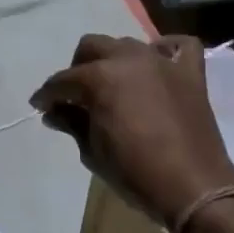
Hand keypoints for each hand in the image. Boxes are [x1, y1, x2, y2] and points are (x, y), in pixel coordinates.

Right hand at [30, 34, 233, 225]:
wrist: (192, 187)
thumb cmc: (134, 173)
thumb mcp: (92, 152)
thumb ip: (71, 124)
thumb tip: (53, 112)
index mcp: (100, 78)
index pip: (63, 81)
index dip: (48, 95)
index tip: (41, 106)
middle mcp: (129, 59)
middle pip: (92, 47)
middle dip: (77, 69)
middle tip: (75, 96)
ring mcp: (162, 62)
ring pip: (127, 44)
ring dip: (113, 61)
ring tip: (112, 87)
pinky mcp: (190, 73)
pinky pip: (178, 46)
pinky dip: (163, 51)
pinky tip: (155, 67)